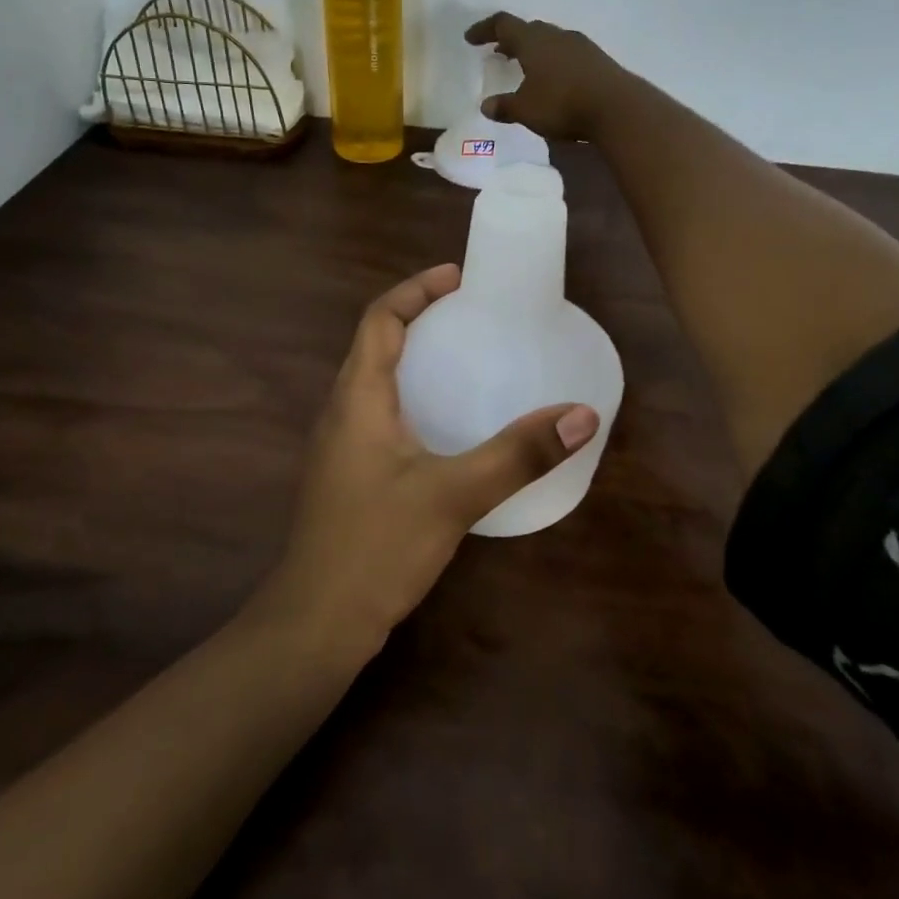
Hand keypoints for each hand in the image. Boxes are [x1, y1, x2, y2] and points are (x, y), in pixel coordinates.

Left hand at [254, 264, 599, 654]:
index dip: (415, 290)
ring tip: (464, 360)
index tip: (458, 278)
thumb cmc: (377, 545)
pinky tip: (446, 427)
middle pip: (376, 344)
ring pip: (376, 381)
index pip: (380, 319)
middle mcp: (341, 411)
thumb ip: (517, 454)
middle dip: (419, 319)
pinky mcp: (348, 475)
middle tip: (471, 315)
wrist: (317, 620)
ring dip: (414, 359)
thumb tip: (581, 415)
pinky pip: (380, 415)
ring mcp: (340, 446)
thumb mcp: (453, 495)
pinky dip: (412, 398)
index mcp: (357, 397)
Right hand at [466, 12, 628, 141]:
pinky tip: (553, 80)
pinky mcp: (596, 60)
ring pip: (550, 40)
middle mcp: (556, 36)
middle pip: (529, 29)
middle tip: (499, 52)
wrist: (617, 108)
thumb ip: (504, 106)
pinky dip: (552, 60)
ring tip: (525, 67)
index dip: (484, 29)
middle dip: (511, 39)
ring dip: (534, 50)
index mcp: (533, 41)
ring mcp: (580, 46)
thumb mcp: (526, 110)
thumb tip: (486, 105)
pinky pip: (567, 53)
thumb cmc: (562, 104)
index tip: (470, 39)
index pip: (503, 24)